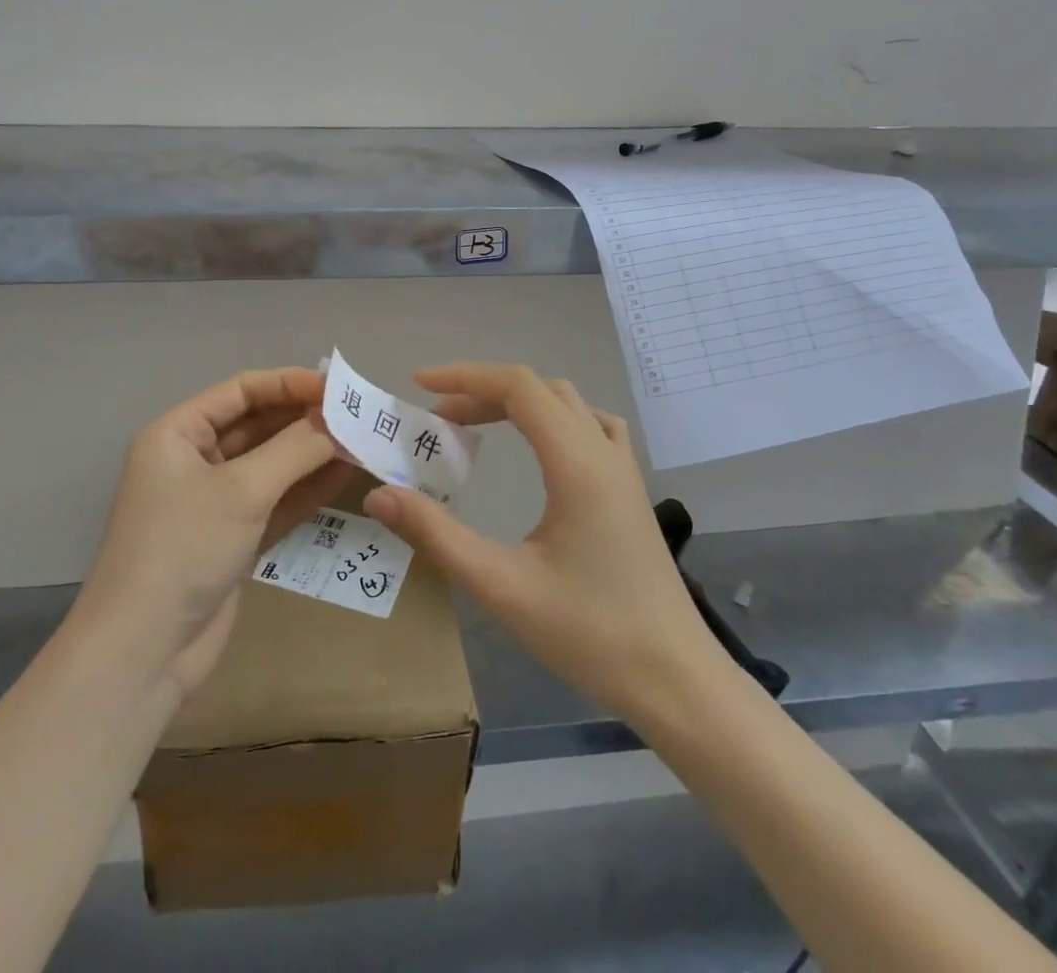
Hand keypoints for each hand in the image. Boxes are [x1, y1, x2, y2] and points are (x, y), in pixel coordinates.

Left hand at [71, 367, 357, 701]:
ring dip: (312, 454)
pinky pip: (275, 500)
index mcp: (178, 434)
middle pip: (257, 425)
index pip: (240, 392)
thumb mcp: (242, 489)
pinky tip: (344, 475)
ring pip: (270, 464)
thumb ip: (295, 449)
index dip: (288, 383)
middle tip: (357, 416)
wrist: (144, 652)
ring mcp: (213, 502)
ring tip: (361, 441)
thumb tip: (338, 420)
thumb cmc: (183, 548)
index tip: (336, 388)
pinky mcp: (232, 538)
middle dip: (305, 420)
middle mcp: (193, 460)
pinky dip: (306, 489)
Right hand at [364, 362, 724, 726]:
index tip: (420, 384)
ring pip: (568, 403)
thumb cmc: (589, 633)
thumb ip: (437, 535)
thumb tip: (380, 495)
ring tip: (478, 426)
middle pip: (540, 389)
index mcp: (577, 463)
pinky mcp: (631, 491)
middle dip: (483, 391)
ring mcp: (624, 470)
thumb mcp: (501, 586)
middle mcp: (603, 452)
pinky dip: (552, 418)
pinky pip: (590, 426)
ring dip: (518, 402)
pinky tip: (539, 448)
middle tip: (438, 419)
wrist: (676, 680)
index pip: (519, 387)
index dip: (466, 376)